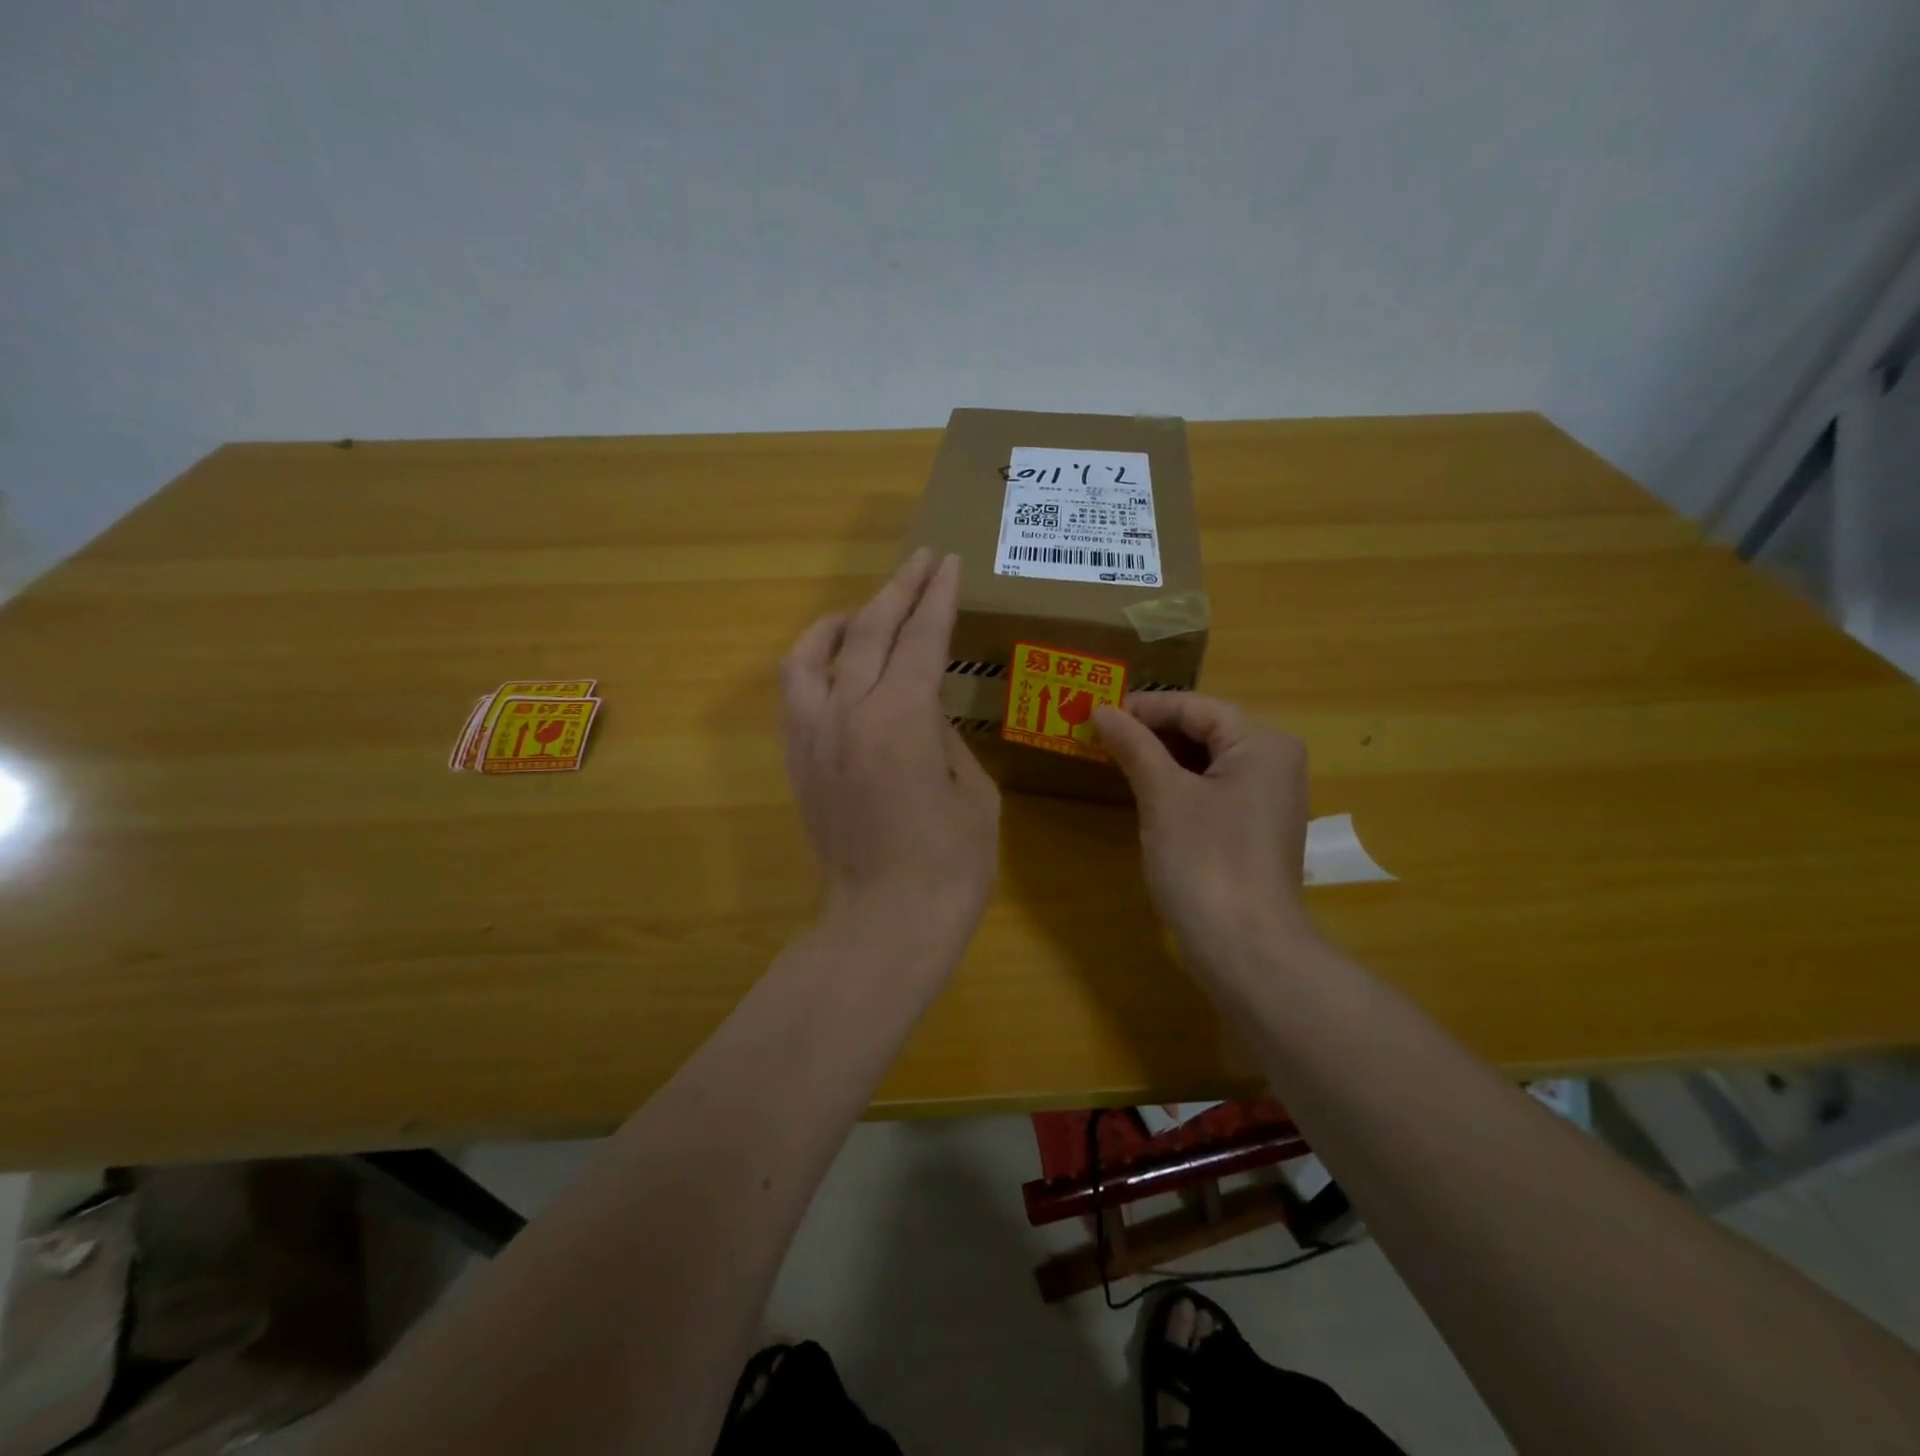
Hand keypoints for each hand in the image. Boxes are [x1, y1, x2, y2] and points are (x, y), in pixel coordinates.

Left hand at [781, 550, 999, 967]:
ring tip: (865, 608)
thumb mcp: (973, 792)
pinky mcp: (796, 760)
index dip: (938, 597)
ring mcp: (813, 736)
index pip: (922, 638)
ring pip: (813, 653)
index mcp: (901, 718)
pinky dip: (810, 662)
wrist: (883, 925)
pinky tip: (829, 661)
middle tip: (922, 562)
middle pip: (869, 631)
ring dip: (843, 620)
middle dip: (899, 589)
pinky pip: (793, 692)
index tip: (949, 564)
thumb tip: (921, 713)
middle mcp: (847, 712)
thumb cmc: (949, 867)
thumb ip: (943, 736)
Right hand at [1094, 694, 1316, 984]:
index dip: (1144, 707)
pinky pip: (1211, 789)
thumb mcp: (1163, 795)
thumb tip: (1102, 710)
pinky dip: (1177, 784)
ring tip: (1113, 756)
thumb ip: (1134, 746)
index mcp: (1261, 743)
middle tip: (1099, 733)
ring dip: (1160, 757)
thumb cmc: (1205, 860)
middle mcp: (1273, 763)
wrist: (1245, 947)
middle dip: (1151, 731)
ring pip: (1206, 761)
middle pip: (1204, 730)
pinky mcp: (1253, 829)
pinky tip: (1143, 790)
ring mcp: (1267, 799)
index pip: (1195, 706)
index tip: (1096, 711)